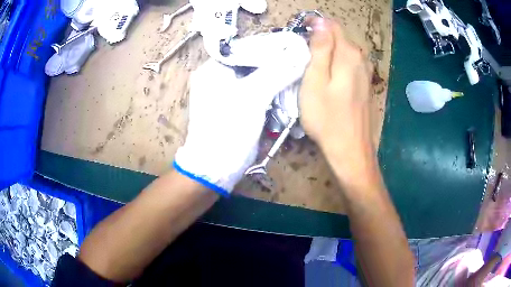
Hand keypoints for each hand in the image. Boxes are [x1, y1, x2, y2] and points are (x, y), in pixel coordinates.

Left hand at [174, 31, 309, 194]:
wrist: (215, 168)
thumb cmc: (228, 129)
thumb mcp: (252, 96)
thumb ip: (277, 72)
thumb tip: (300, 55)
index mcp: (213, 68)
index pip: (245, 48)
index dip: (270, 47)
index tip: (294, 47)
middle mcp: (217, 77)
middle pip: (251, 62)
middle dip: (275, 63)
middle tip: (300, 60)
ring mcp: (226, 92)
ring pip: (255, 77)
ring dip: (275, 77)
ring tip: (298, 72)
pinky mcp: (235, 107)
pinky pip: (256, 91)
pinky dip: (271, 90)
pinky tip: (288, 89)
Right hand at [299, 18, 374, 187]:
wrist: (350, 150)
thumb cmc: (327, 118)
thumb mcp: (315, 81)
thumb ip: (320, 48)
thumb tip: (321, 22)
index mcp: (348, 54)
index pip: (332, 24)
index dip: (315, 24)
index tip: (300, 33)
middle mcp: (361, 59)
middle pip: (339, 37)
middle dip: (320, 39)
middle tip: (302, 55)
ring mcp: (366, 73)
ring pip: (344, 51)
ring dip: (328, 53)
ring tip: (313, 67)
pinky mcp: (366, 85)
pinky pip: (350, 65)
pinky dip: (337, 65)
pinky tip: (329, 80)